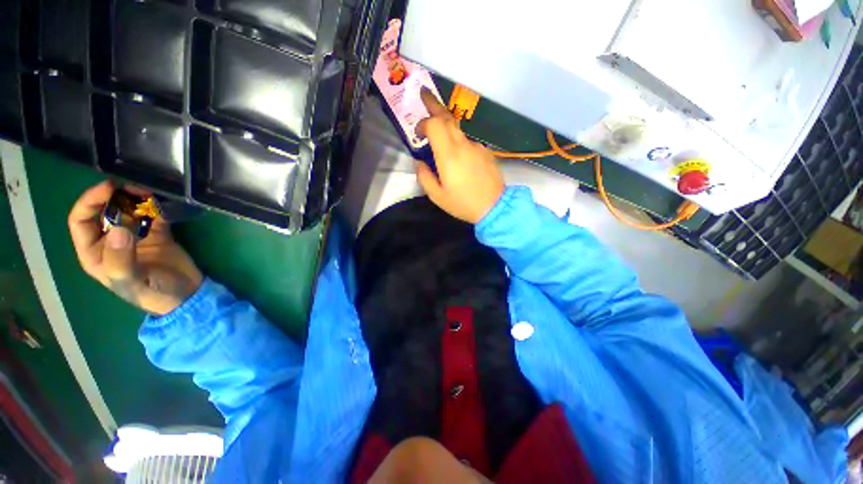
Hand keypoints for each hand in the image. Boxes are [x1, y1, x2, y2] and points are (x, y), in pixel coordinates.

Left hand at [68, 181, 202, 314]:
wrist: (188, 294)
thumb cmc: (154, 294)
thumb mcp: (133, 283)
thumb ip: (120, 259)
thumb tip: (118, 229)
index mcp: (96, 253)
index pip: (81, 221)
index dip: (89, 201)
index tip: (109, 187)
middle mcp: (111, 240)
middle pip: (104, 210)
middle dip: (115, 196)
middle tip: (134, 187)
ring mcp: (135, 235)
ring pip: (129, 210)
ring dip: (137, 199)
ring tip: (150, 193)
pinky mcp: (158, 233)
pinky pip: (154, 215)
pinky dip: (158, 206)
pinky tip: (164, 203)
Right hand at [415, 88, 504, 223]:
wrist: (495, 208)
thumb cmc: (463, 204)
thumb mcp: (437, 196)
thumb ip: (424, 176)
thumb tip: (419, 162)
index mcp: (449, 155)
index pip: (435, 125)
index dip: (423, 123)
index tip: (417, 132)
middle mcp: (463, 145)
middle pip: (448, 118)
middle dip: (434, 104)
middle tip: (424, 94)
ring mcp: (477, 147)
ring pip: (458, 130)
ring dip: (446, 127)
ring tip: (438, 136)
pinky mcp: (486, 152)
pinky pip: (468, 143)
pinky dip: (459, 144)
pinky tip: (459, 161)